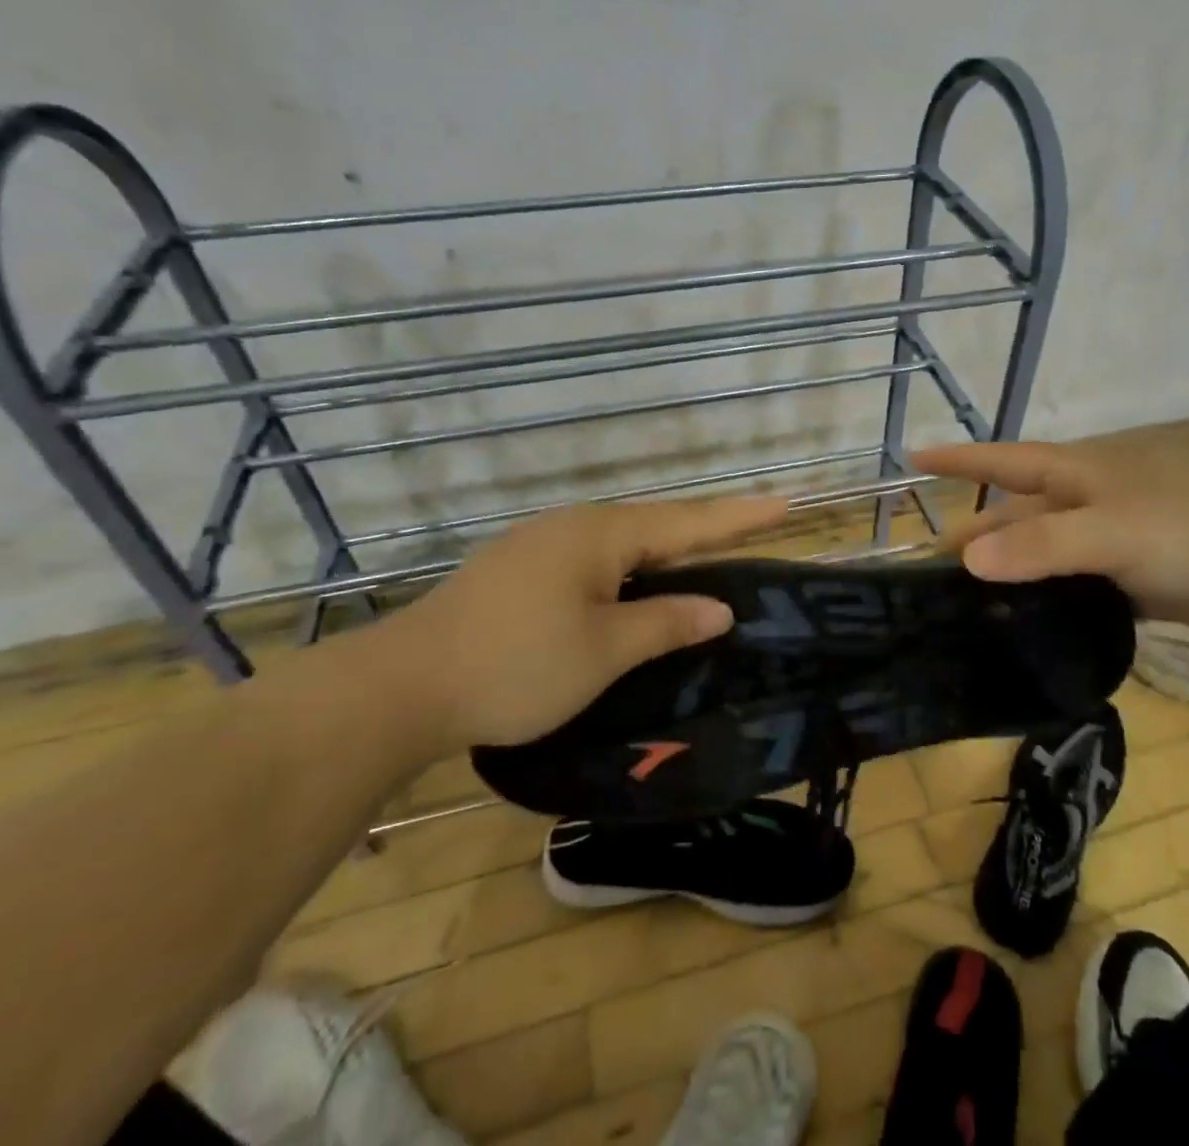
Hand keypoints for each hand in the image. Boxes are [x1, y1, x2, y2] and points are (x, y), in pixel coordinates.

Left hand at [376, 495, 788, 752]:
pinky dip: (626, 574)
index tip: (785, 503)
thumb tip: (719, 608)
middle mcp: (573, 526)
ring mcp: (540, 545)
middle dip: (704, 534)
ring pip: (620, 546)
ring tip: (700, 570)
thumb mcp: (604, 651)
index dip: (740, 517)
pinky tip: (630, 593)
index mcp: (601, 535)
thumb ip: (667, 623)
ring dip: (663, 557)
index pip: (688, 522)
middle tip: (750, 537)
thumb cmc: (517, 665)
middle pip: (655, 527)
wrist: (402, 686)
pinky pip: (591, 561)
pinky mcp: (517, 570)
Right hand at [913, 441, 1188, 638]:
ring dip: (1005, 578)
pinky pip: (1071, 591)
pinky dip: (1043, 606)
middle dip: (972, 538)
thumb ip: (1043, 547)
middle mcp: (1083, 505)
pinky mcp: (1130, 582)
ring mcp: (1107, 544)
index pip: (1001, 461)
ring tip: (961, 611)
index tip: (910, 460)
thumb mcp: (1115, 532)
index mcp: (1075, 477)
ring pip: (1039, 559)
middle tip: (926, 575)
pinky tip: (1020, 631)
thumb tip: (965, 558)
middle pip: (1013, 519)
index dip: (957, 460)